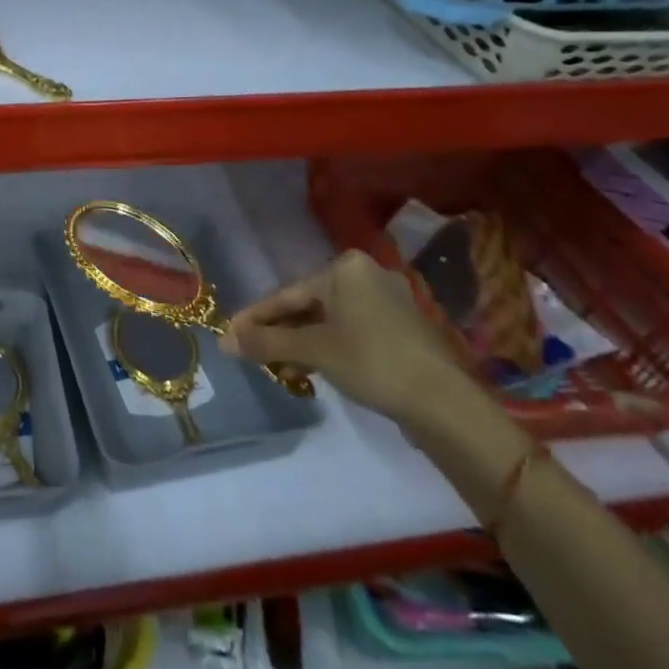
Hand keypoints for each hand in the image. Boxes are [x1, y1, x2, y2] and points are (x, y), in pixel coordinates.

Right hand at [222, 250, 468, 423]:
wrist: (444, 402)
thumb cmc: (371, 361)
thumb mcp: (313, 351)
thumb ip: (266, 343)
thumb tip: (223, 341)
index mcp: (345, 267)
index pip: (287, 293)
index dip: (255, 318)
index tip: (229, 335)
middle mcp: (366, 274)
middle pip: (308, 304)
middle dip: (280, 333)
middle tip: (253, 356)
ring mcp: (388, 300)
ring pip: (329, 320)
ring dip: (302, 343)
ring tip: (281, 369)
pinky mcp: (401, 328)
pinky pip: (350, 331)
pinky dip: (328, 347)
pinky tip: (314, 369)